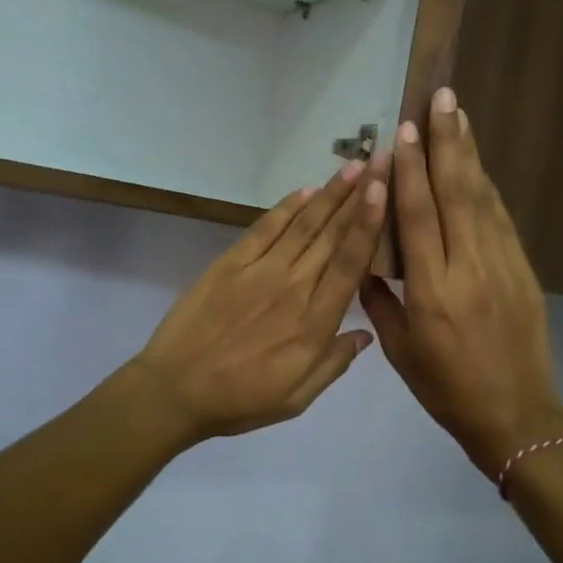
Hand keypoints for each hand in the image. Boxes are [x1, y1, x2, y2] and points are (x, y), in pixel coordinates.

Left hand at [132, 153, 390, 440]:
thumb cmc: (240, 400)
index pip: (350, 263)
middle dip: (360, 196)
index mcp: (314, 323)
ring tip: (353, 166)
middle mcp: (293, 288)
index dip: (370, 224)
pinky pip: (265, 228)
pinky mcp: (230, 263)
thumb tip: (366, 333)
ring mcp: (259, 271)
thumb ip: (334, 363)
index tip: (386, 191)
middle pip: (332, 235)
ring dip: (330, 193)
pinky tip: (306, 191)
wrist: (175, 390)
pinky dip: (286, 207)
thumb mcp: (297, 398)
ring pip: (303, 225)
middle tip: (382, 161)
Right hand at [360, 89, 562, 480]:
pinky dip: (487, 188)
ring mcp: (503, 267)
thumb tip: (366, 258)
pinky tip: (478, 166)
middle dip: (447, 142)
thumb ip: (379, 300)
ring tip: (460, 115)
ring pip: (483, 199)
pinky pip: (501, 220)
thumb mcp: (399, 351)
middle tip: (441, 98)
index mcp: (431, 292)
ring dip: (470, 154)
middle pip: (457, 193)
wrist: (516, 415)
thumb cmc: (446, 389)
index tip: (402, 131)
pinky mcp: (524, 271)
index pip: (418, 217)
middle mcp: (469, 269)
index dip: (409, 170)